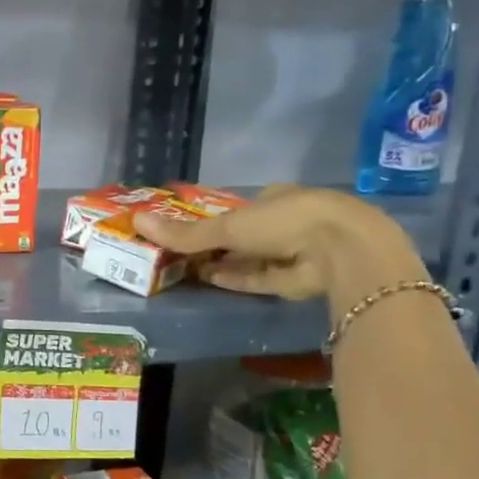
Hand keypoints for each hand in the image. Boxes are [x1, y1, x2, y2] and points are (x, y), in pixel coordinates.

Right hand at [132, 185, 426, 310]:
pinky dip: (236, 279)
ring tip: (186, 269)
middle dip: (216, 244)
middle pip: (244, 235)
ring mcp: (294, 252)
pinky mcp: (296, 280)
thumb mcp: (228, 226)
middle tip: (179, 252)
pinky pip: (259, 279)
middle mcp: (287, 222)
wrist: (341, 251)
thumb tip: (136, 221)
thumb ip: (185, 232)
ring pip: (250, 259)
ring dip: (222, 264)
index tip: (188, 228)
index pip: (242, 207)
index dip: (215, 218)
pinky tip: (209, 280)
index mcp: (277, 197)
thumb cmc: (285, 221)